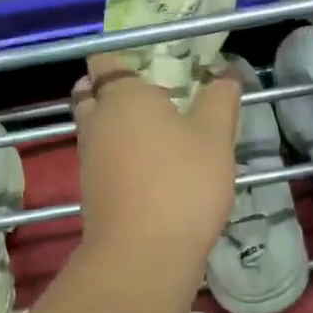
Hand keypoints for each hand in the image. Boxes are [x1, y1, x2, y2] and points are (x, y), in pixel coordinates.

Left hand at [72, 52, 239, 272]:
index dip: (120, 59)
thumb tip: (224, 75)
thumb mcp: (216, 137)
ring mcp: (88, 158)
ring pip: (93, 129)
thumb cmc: (183, 184)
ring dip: (113, 126)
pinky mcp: (90, 191)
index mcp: (123, 96)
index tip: (147, 65)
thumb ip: (220, 100)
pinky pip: (99, 160)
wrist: (144, 254)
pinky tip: (148, 169)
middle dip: (110, 91)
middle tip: (148, 99)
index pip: (105, 61)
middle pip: (89, 93)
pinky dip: (116, 157)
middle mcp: (96, 121)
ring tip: (154, 134)